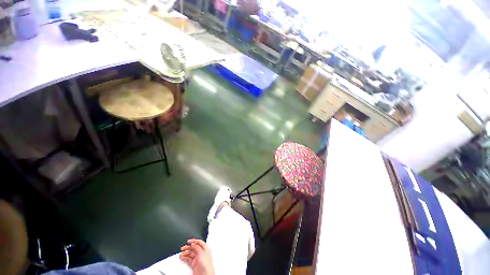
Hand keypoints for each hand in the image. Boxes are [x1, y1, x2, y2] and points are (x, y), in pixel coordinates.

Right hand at [180, 239, 214, 274]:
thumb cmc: (207, 265)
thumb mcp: (201, 254)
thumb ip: (197, 248)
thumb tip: (193, 244)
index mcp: (205, 249)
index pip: (199, 242)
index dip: (194, 241)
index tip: (189, 241)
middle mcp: (201, 253)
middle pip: (194, 248)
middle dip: (188, 247)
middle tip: (183, 247)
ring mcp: (198, 259)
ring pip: (190, 254)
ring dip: (185, 253)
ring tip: (181, 253)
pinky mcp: (194, 265)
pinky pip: (189, 260)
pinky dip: (185, 258)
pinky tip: (182, 257)